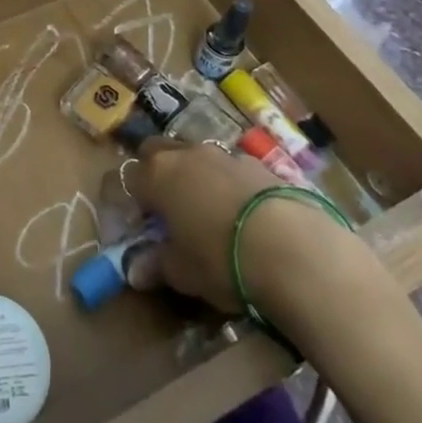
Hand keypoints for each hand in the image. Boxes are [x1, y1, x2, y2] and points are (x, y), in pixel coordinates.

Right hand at [121, 140, 280, 310]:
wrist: (291, 248)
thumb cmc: (220, 259)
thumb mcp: (183, 272)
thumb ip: (157, 265)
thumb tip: (135, 271)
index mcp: (158, 175)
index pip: (130, 176)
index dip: (131, 198)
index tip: (140, 222)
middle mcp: (186, 155)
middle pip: (158, 150)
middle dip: (155, 170)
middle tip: (165, 204)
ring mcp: (224, 155)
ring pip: (196, 154)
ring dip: (193, 173)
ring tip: (206, 207)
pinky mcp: (259, 163)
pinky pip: (231, 167)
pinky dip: (228, 182)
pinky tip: (241, 210)